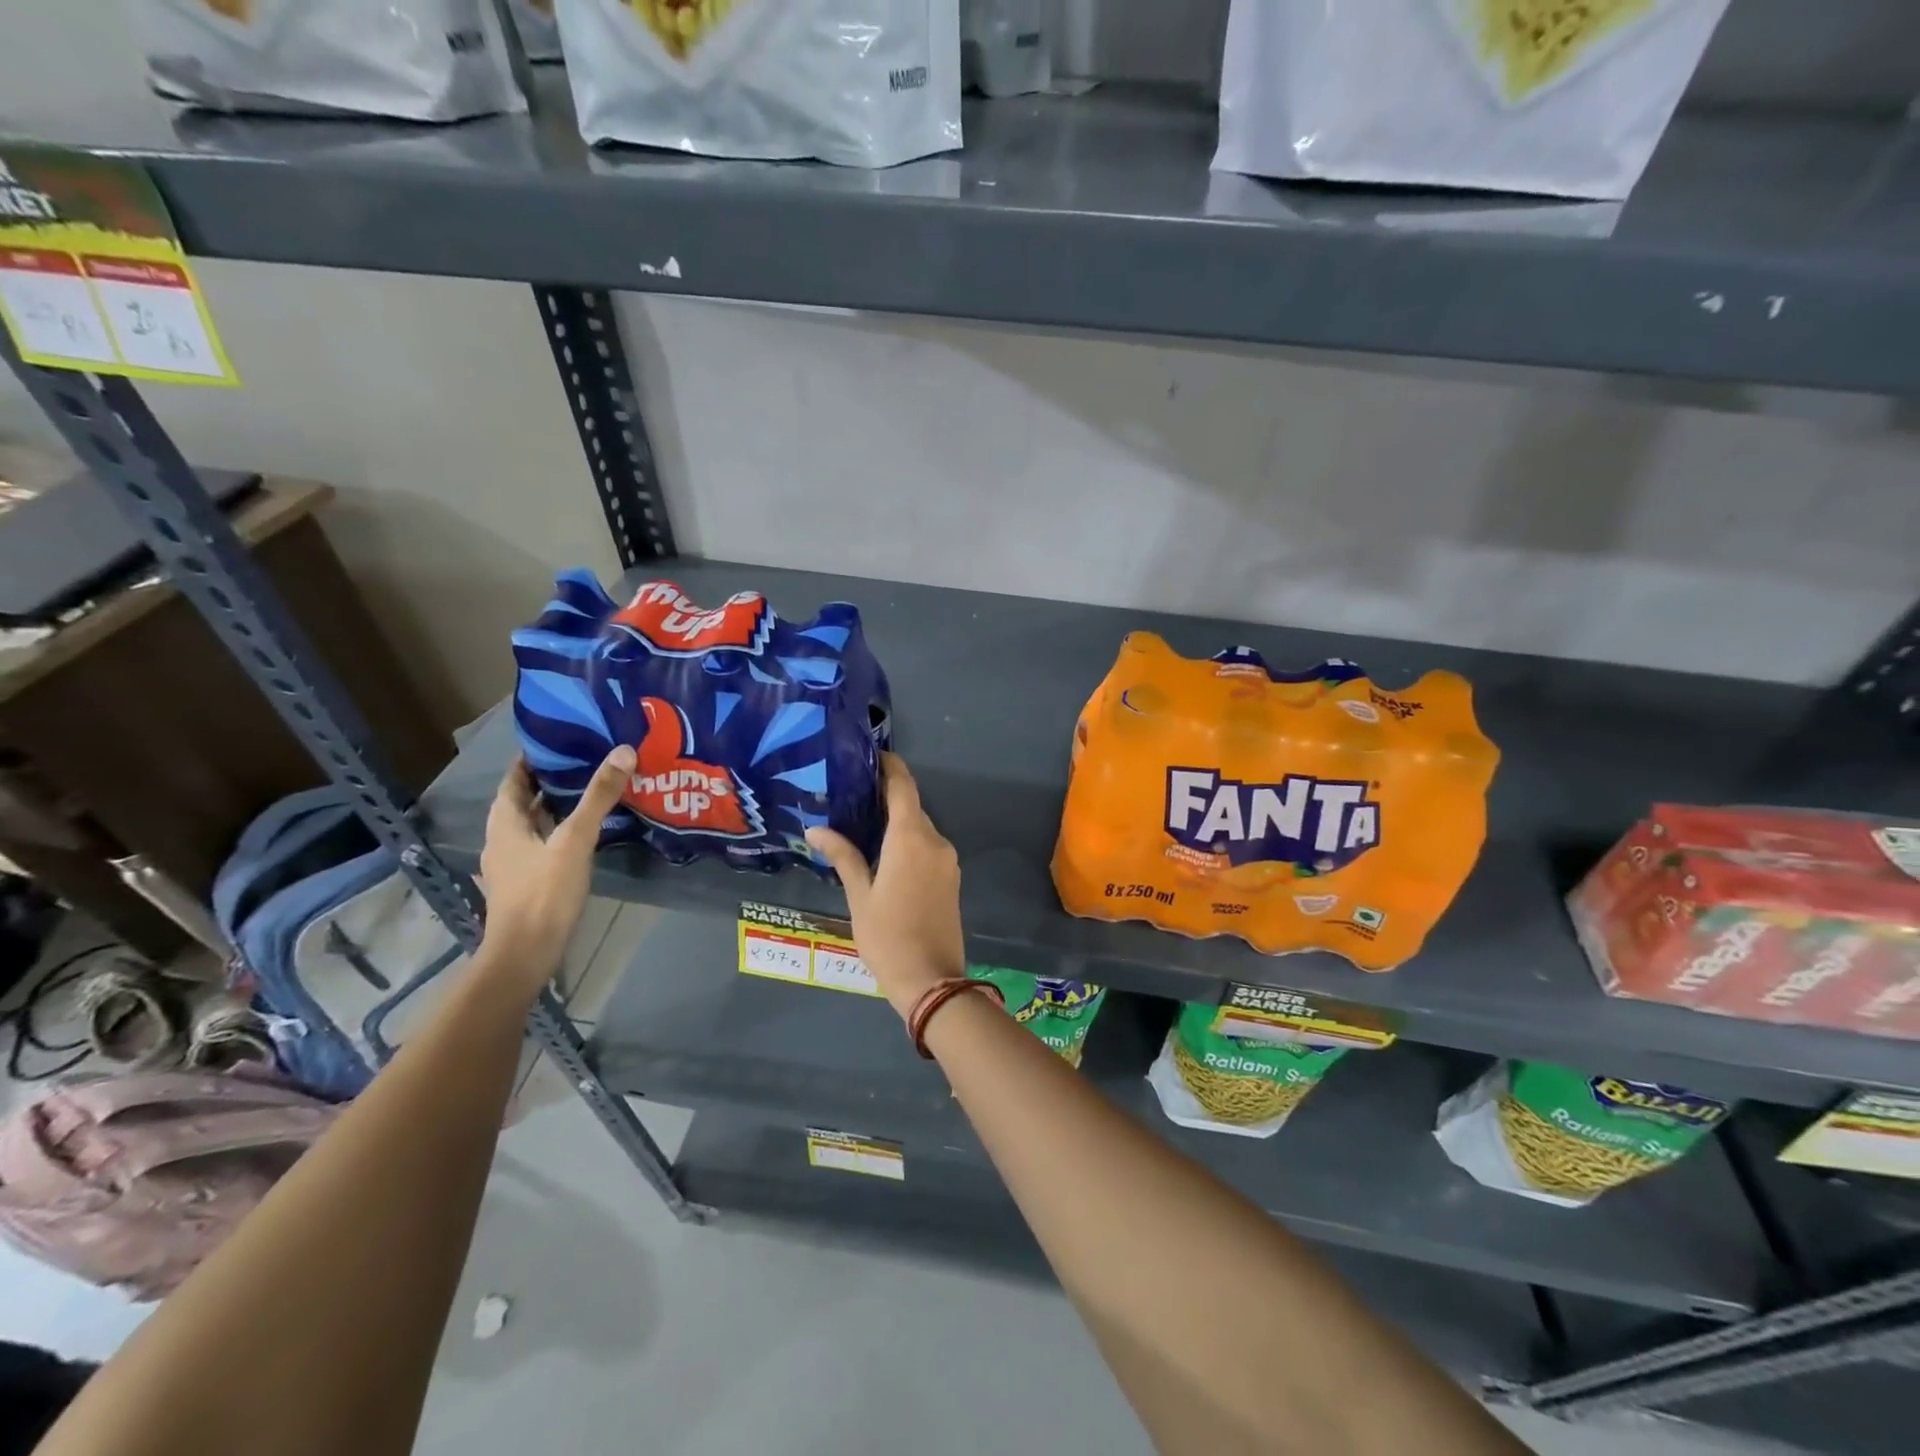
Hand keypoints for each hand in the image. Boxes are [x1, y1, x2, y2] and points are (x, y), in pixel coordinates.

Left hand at [477, 744, 634, 989]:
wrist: (525, 954)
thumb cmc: (544, 893)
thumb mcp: (575, 840)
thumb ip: (598, 797)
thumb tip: (623, 751)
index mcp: (505, 823)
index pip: (514, 779)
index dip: (532, 758)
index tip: (560, 739)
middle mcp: (503, 840)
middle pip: (523, 801)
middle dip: (549, 781)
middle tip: (585, 760)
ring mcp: (513, 864)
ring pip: (534, 824)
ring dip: (556, 807)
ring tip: (591, 791)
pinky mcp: (527, 883)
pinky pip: (543, 845)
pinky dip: (560, 831)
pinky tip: (586, 833)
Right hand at [806, 754, 964, 1017]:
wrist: (932, 980)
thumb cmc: (888, 937)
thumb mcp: (859, 896)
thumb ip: (843, 856)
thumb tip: (816, 829)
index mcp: (911, 838)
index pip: (903, 787)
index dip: (889, 767)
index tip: (870, 756)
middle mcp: (935, 841)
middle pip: (911, 806)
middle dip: (886, 796)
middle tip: (852, 794)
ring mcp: (947, 860)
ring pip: (920, 827)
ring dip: (896, 821)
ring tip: (861, 823)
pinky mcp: (951, 877)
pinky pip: (928, 846)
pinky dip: (908, 840)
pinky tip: (884, 851)